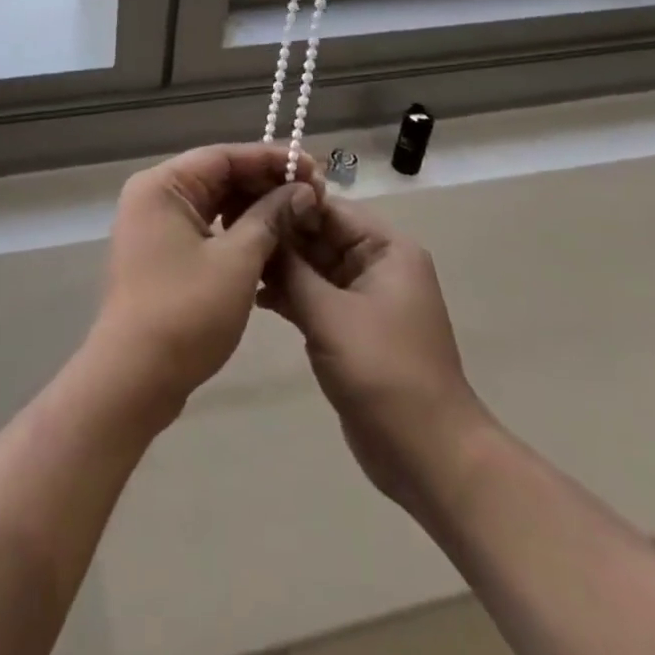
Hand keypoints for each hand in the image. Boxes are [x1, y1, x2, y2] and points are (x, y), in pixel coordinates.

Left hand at [88, 144, 323, 420]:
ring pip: (214, 204)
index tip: (314, 169)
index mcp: (162, 185)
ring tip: (300, 216)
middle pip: (218, 176)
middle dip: (266, 184)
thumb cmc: (186, 312)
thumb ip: (271, 218)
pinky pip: (205, 228)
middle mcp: (153, 196)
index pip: (224, 156)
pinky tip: (272, 242)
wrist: (134, 378)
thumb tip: (302, 192)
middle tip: (314, 195)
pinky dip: (237, 232)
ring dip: (255, 209)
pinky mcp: (161, 254)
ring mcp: (154, 227)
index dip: (272, 159)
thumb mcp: (238, 261)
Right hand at [259, 198, 493, 518]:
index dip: (287, 203)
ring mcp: (364, 299)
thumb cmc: (382, 370)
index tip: (241, 201)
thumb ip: (291, 269)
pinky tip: (253, 295)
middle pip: (321, 236)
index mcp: (386, 249)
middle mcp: (378, 265)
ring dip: (280, 267)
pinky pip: (315, 297)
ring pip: (314, 267)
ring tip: (235, 261)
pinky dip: (289, 295)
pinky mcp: (352, 328)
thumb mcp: (329, 313)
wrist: (426, 453)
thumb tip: (261, 227)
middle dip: (279, 235)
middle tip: (228, 230)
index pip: (330, 209)